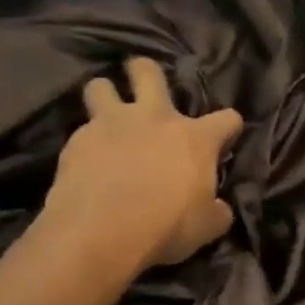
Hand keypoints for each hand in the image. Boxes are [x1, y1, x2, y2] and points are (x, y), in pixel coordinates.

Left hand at [43, 57, 243, 271]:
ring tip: (106, 110)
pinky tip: (85, 159)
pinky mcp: (76, 142)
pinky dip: (85, 140)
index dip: (229, 129)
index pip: (228, 118)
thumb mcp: (207, 226)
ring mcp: (112, 125)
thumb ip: (217, 210)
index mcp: (196, 137)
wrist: (99, 234)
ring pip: (101, 87)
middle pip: (148, 72)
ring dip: (105, 94)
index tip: (224, 142)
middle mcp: (155, 118)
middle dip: (145, 71)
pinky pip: (80, 130)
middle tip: (144, 83)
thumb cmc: (165, 226)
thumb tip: (218, 207)